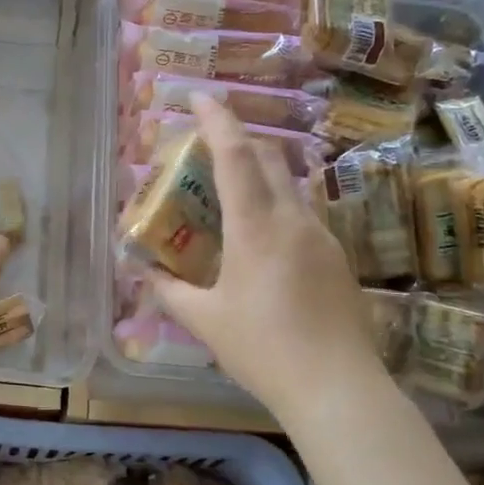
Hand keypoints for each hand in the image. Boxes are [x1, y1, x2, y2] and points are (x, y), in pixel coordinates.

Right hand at [149, 95, 382, 417]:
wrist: (338, 388)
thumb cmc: (264, 349)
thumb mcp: (205, 321)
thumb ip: (170, 291)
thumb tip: (145, 271)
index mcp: (256, 226)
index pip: (235, 154)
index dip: (216, 119)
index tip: (199, 96)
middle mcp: (293, 218)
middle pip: (266, 157)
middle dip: (236, 137)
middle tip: (205, 143)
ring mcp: (321, 235)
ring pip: (287, 183)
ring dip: (257, 170)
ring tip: (227, 188)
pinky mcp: (336, 255)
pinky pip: (300, 211)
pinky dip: (273, 202)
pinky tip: (258, 234)